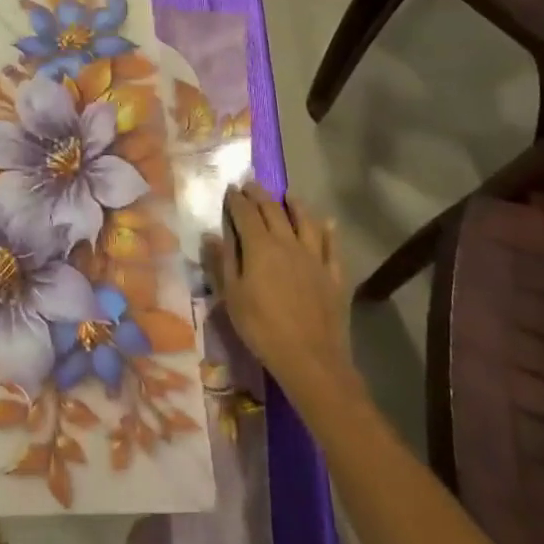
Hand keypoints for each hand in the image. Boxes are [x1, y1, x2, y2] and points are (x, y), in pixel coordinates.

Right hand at [218, 183, 354, 402]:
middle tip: (252, 185)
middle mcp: (288, 243)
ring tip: (289, 195)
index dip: (237, 200)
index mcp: (260, 247)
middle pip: (274, 211)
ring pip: (306, 222)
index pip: (245, 214)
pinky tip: (328, 223)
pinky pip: (332, 246)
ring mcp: (315, 257)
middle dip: (260, 195)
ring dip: (296, 205)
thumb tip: (210, 235)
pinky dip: (329, 231)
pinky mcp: (333, 274)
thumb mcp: (232, 296)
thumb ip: (222, 262)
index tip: (231, 189)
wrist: (310, 358)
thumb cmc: (261, 327)